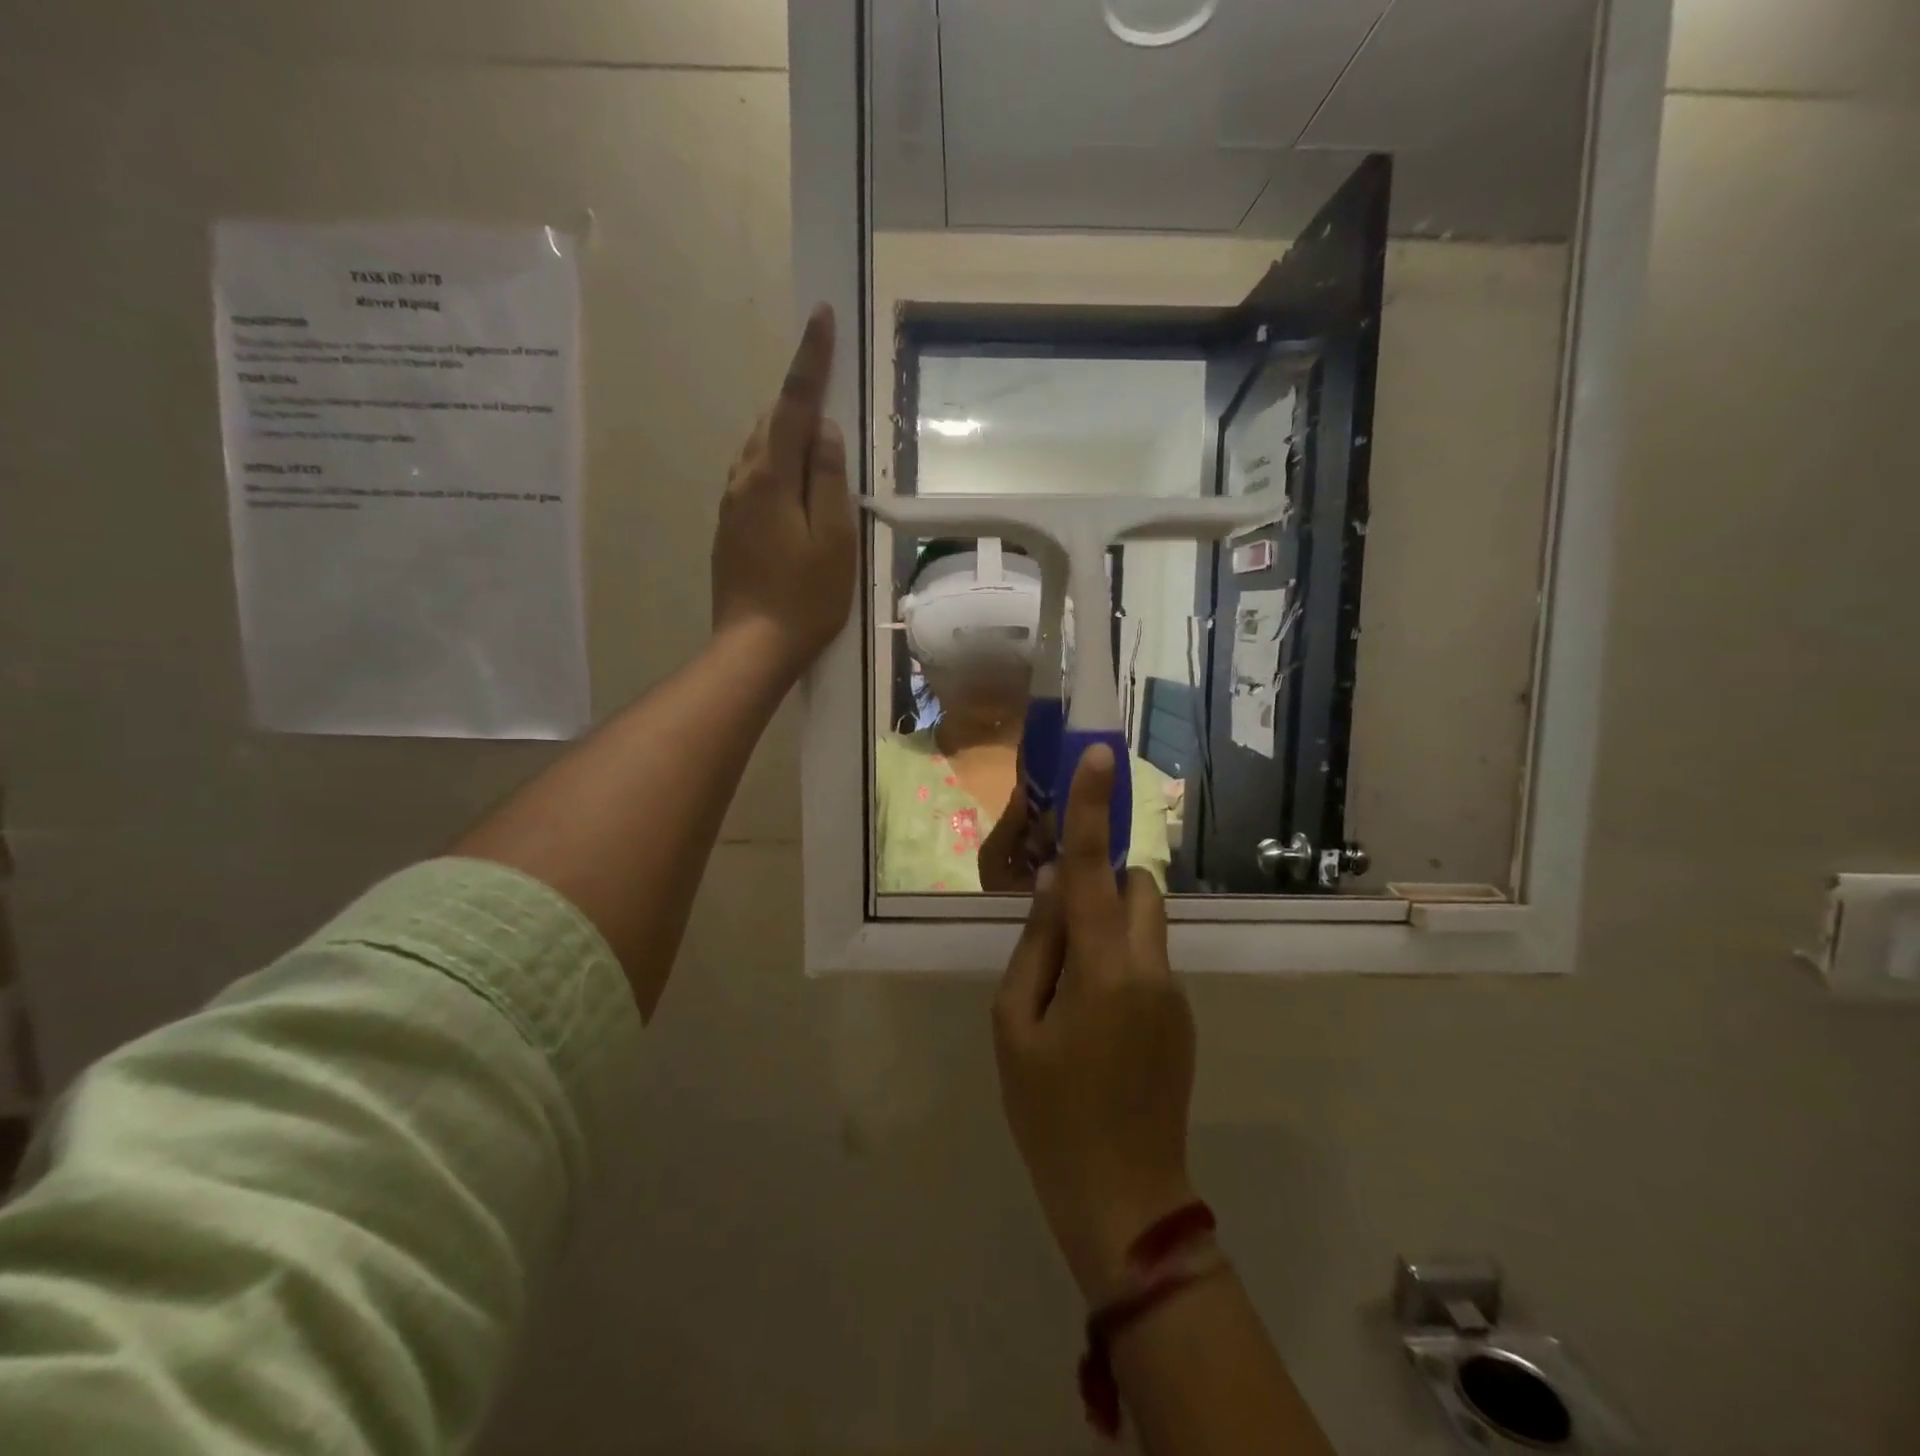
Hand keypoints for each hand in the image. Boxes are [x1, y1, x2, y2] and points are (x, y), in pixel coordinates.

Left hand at [712, 304, 856, 680]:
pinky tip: (794, 483)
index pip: (794, 405)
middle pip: (771, 422)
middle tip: (829, 382)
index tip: (821, 317)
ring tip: (818, 438)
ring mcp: (730, 505)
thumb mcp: (833, 540)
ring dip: (787, 431)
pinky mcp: (729, 527)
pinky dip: (776, 463)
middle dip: (799, 396)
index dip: (809, 360)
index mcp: (770, 478)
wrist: (753, 646)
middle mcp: (742, 480)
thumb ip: (829, 481)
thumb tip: (825, 432)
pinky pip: (752, 476)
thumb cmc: (805, 598)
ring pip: (758, 449)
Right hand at [992, 745, 1196, 1301]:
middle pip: (1136, 886)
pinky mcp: (1181, 1017)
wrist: (1124, 1201)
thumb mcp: (1015, 1027)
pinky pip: (1147, 960)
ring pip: (1143, 924)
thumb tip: (1051, 884)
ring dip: (1107, 926)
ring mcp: (1174, 994)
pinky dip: (1118, 961)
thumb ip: (1035, 946)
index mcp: (1103, 968)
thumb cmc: (1050, 1113)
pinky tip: (1091, 1024)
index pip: (1092, 869)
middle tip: (1058, 925)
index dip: (1094, 809)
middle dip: (1101, 883)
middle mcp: (1150, 967)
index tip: (1101, 754)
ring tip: (1068, 989)